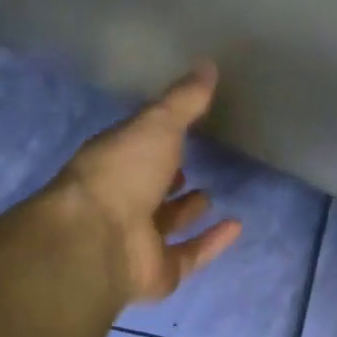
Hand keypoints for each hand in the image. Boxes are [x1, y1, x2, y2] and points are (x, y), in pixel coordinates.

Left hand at [49, 62, 242, 303]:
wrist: (100, 239)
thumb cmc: (123, 172)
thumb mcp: (157, 124)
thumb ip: (184, 100)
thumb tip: (209, 64)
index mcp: (113, 163)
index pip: (137, 148)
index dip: (156, 140)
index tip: (180, 129)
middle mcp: (122, 201)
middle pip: (148, 189)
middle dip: (167, 179)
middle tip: (190, 166)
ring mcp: (138, 240)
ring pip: (165, 225)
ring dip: (187, 211)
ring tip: (211, 194)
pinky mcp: (158, 272)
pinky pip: (190, 255)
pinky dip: (212, 242)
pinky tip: (236, 227)